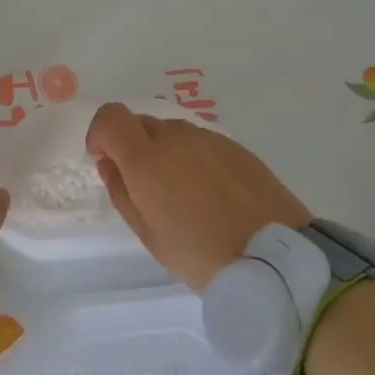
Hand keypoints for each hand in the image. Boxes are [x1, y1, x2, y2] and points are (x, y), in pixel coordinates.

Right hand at [85, 102, 310, 288]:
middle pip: (142, 123)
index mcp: (147, 158)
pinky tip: (210, 193)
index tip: (105, 161)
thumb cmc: (200, 254)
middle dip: (132, 146)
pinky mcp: (237, 147)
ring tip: (182, 195)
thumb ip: (122, 192)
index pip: (110, 117)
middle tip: (145, 188)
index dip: (100, 135)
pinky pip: (201, 142)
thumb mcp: (149, 234)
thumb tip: (110, 163)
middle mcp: (177, 137)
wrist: (274, 257)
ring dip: (165, 153)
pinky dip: (193, 158)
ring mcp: (210, 138)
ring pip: (173, 133)